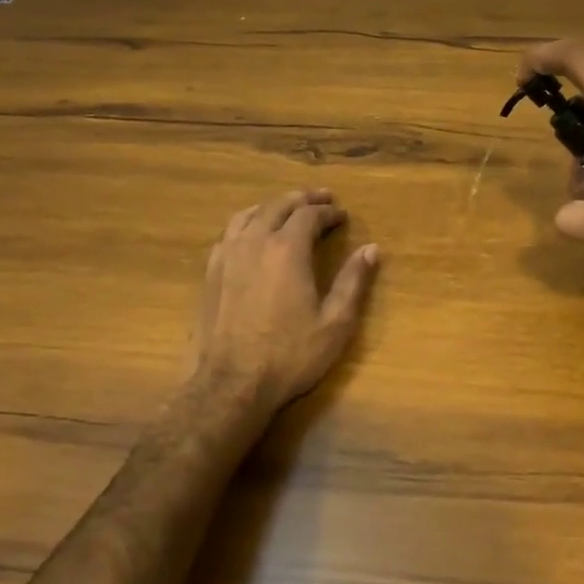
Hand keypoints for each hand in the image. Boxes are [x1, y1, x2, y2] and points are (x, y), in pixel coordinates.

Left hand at [190, 190, 378, 415]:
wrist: (230, 384)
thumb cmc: (289, 355)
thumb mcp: (335, 323)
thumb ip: (353, 282)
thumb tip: (371, 249)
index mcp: (288, 249)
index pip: (310, 215)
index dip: (328, 212)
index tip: (342, 215)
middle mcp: (255, 242)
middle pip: (278, 206)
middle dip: (303, 199)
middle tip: (321, 199)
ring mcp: (228, 255)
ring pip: (250, 214)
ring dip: (272, 206)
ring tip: (287, 208)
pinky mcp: (211, 272)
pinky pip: (229, 232)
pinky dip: (247, 222)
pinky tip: (252, 234)